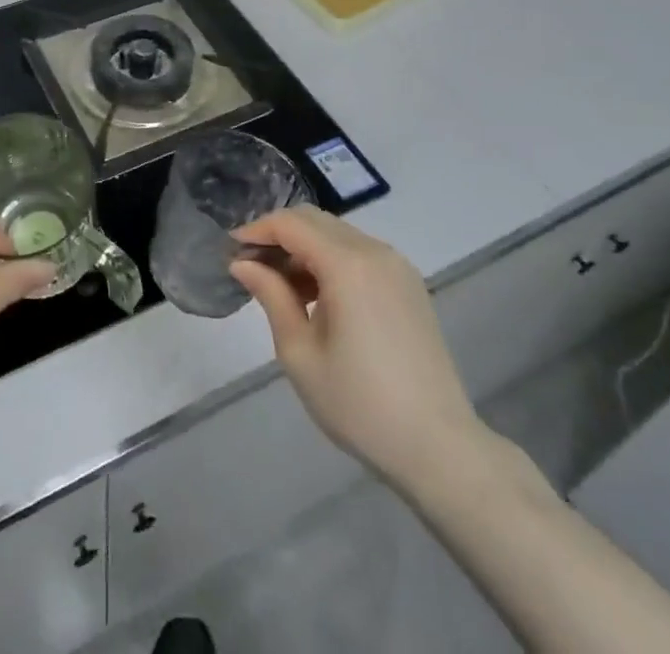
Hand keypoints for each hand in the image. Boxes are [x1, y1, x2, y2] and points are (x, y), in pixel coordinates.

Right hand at [231, 206, 483, 486]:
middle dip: (278, 235)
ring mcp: (396, 266)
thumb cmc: (359, 404)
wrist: (439, 448)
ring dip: (304, 248)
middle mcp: (374, 251)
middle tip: (251, 266)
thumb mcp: (300, 353)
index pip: (291, 224)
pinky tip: (318, 297)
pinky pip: (359, 254)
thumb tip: (242, 263)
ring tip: (281, 286)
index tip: (231, 250)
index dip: (257, 230)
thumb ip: (271, 296)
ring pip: (337, 235)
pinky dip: (331, 261)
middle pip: (315, 221)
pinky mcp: (408, 284)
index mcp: (347, 264)